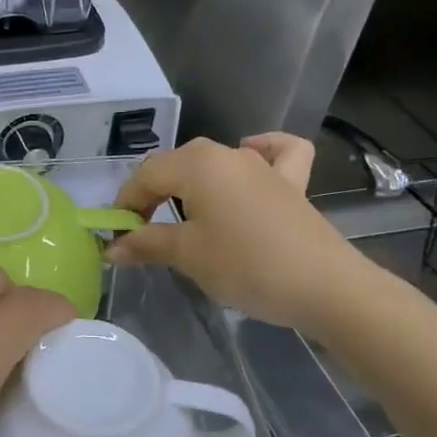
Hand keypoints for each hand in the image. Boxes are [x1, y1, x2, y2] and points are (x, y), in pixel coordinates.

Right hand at [106, 133, 376, 333]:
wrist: (324, 286)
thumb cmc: (245, 264)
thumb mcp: (187, 255)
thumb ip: (146, 244)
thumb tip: (112, 248)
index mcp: (196, 164)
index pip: (145, 176)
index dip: (125, 205)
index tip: (117, 237)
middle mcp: (227, 153)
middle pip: (175, 166)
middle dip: (152, 195)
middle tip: (143, 233)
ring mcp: (263, 166)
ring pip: (214, 161)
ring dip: (190, 183)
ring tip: (182, 214)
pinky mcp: (292, 183)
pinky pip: (275, 154)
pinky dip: (262, 149)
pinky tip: (252, 156)